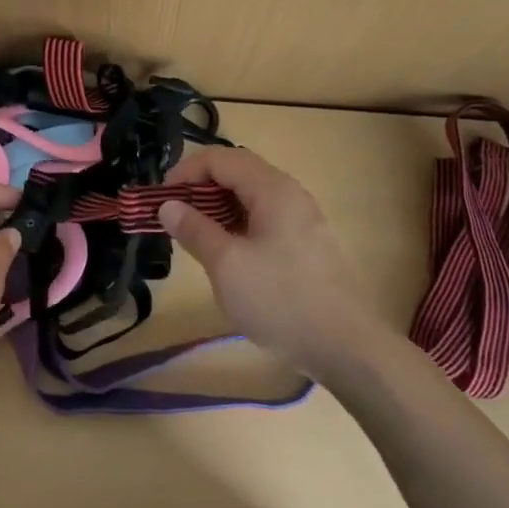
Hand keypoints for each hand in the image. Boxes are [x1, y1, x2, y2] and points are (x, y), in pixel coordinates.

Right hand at [159, 147, 382, 377]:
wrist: (348, 349)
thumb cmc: (281, 300)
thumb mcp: (227, 265)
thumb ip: (194, 230)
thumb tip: (167, 205)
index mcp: (272, 189)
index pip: (220, 159)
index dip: (185, 172)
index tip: (160, 199)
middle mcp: (290, 193)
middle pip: (237, 172)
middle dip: (200, 187)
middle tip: (173, 215)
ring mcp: (303, 219)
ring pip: (250, 197)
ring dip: (217, 207)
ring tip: (194, 234)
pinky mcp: (307, 244)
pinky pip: (264, 218)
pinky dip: (237, 224)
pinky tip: (226, 253)